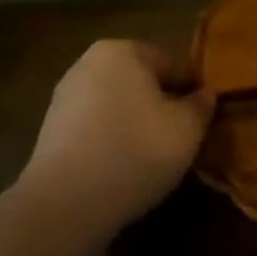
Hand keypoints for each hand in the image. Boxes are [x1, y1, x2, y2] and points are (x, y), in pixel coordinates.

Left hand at [20, 40, 214, 232]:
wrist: (65, 205)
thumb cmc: (135, 152)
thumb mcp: (187, 128)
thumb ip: (201, 105)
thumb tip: (204, 94)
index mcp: (122, 50)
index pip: (173, 63)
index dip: (194, 91)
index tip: (204, 120)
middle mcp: (88, 63)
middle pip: (143, 82)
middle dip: (163, 105)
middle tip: (182, 139)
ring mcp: (65, 97)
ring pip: (119, 105)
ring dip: (138, 124)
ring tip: (155, 157)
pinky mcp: (52, 130)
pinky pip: (97, 127)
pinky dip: (114, 140)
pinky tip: (125, 167)